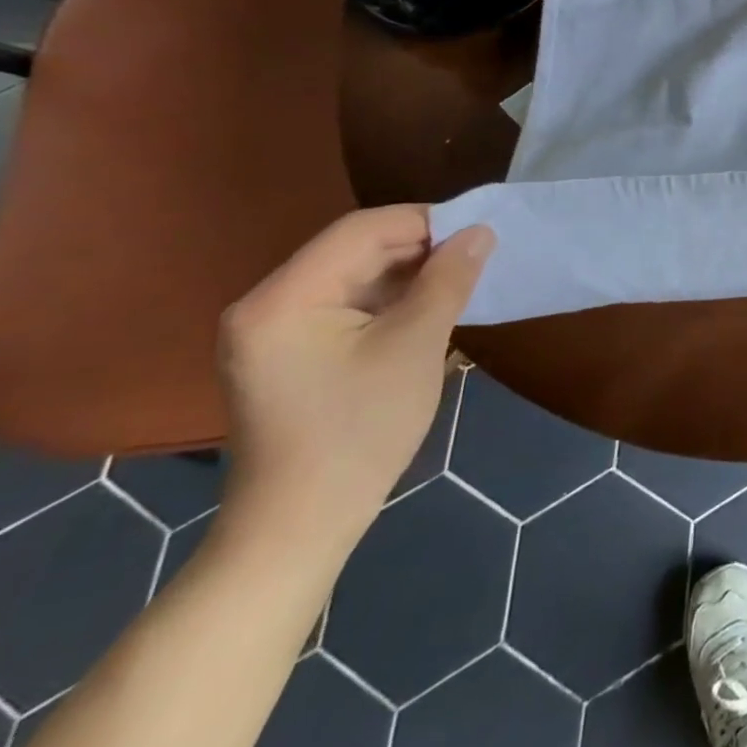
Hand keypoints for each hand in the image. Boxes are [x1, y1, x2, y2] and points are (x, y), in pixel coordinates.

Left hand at [215, 206, 493, 553]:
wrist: (301, 525)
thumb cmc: (360, 430)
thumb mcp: (416, 346)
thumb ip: (448, 280)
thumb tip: (480, 232)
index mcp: (284, 298)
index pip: (361, 230)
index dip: (425, 221)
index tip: (480, 232)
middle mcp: (266, 304)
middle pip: (353, 250)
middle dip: (419, 248)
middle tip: (477, 258)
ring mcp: (271, 332)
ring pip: (352, 277)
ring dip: (408, 274)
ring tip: (461, 282)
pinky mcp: (286, 354)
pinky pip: (344, 306)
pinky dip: (389, 301)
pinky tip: (427, 311)